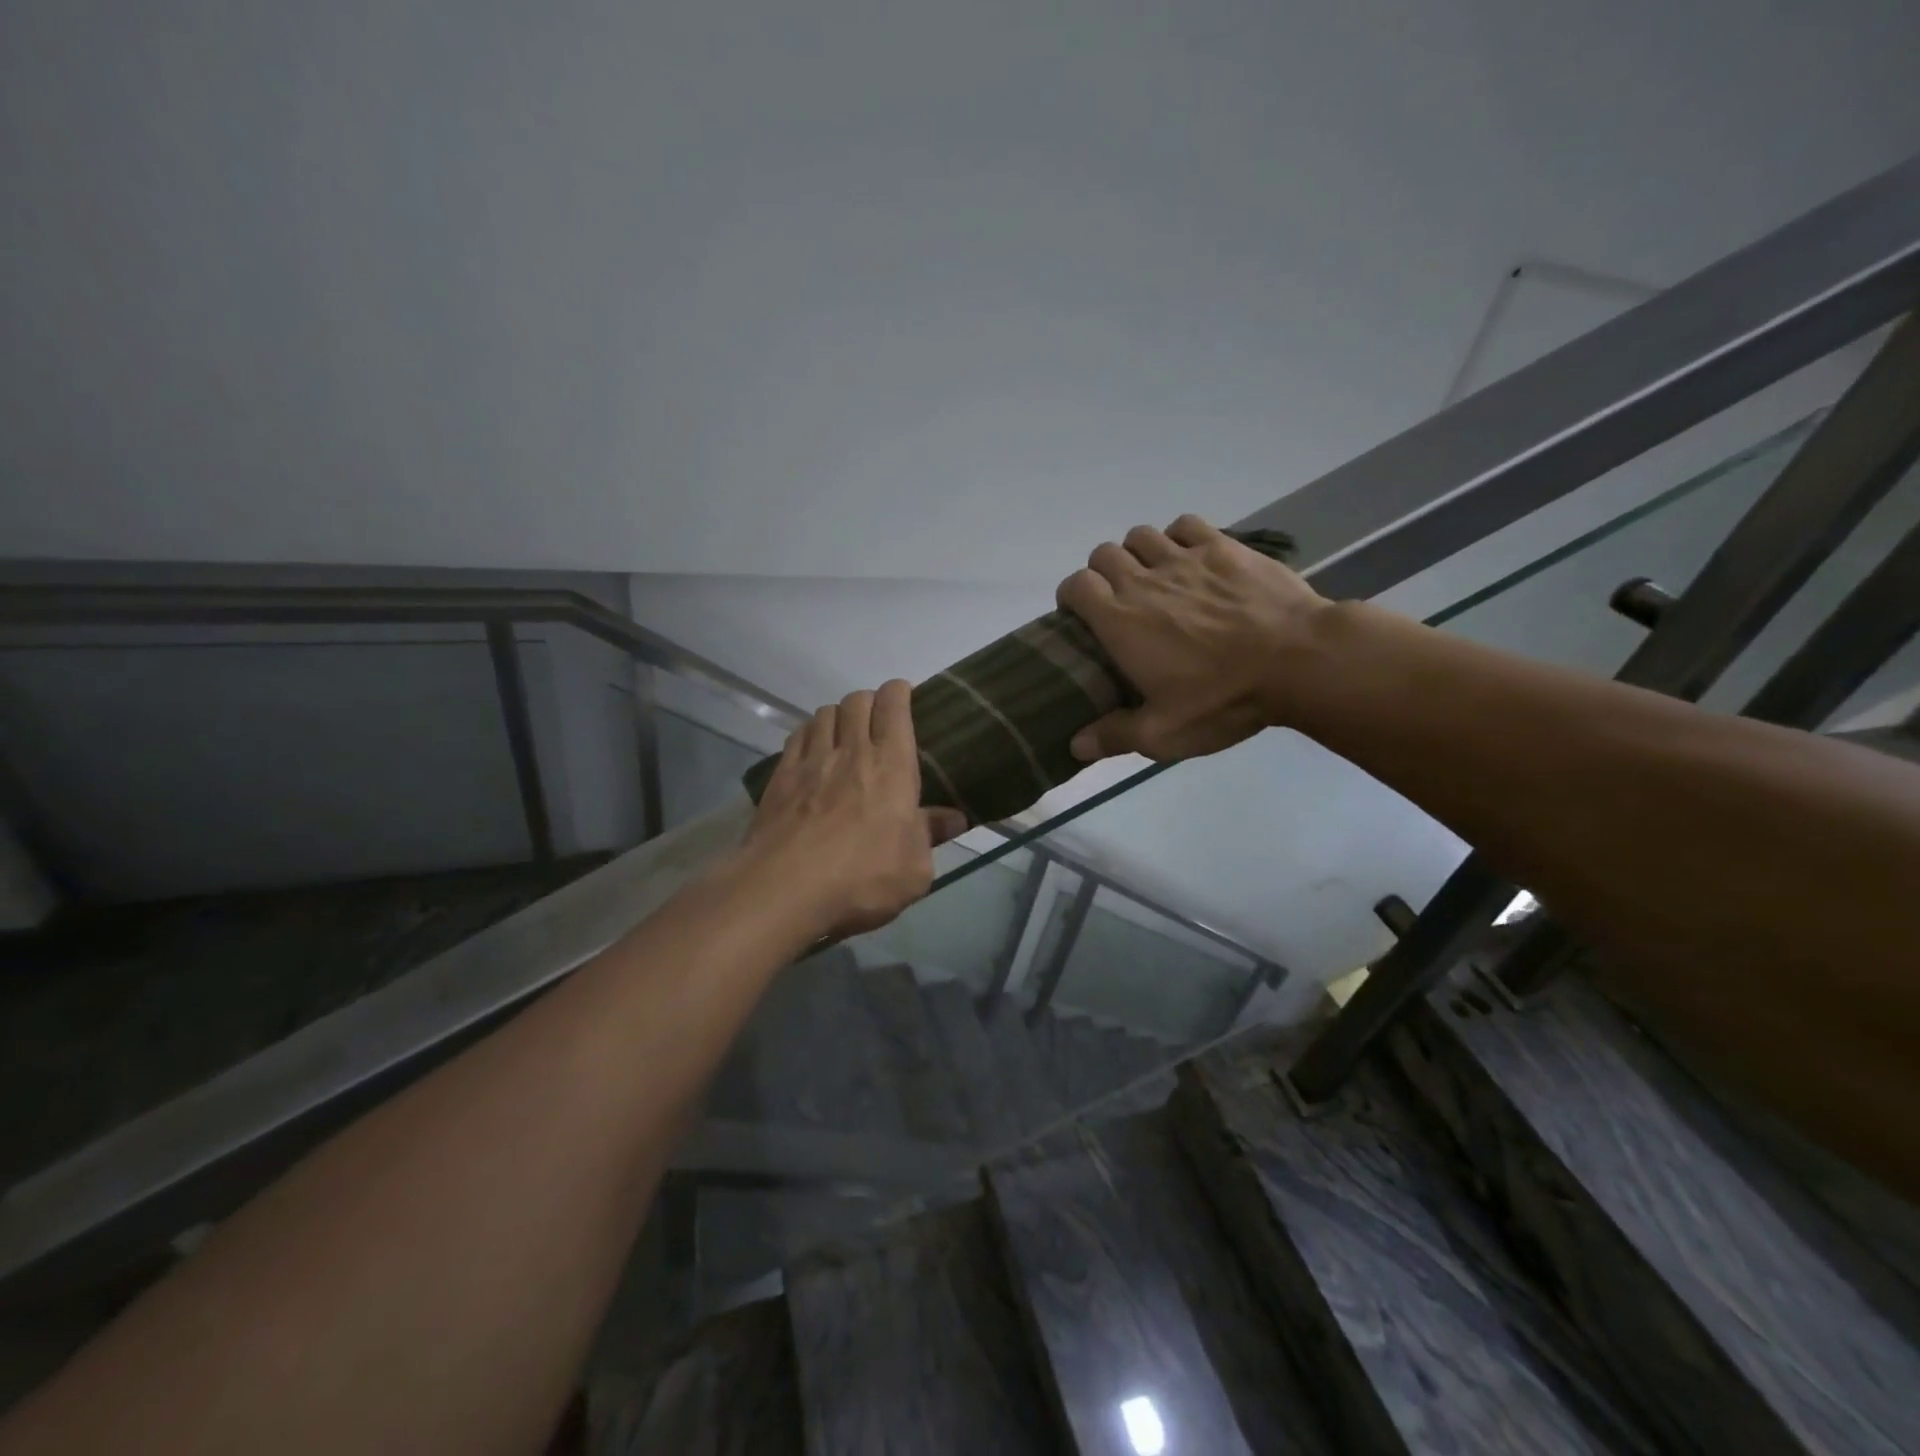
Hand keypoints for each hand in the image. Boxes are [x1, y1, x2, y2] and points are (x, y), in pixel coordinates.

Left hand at [743, 681, 968, 939]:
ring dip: (838, 716)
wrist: (785, 890)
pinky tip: (812, 751)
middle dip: (870, 701)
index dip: (899, 692)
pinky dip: (809, 733)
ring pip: (824, 713)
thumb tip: (954, 819)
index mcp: (891, 765)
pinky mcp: (780, 777)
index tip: (904, 696)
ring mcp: (810, 761)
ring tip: (843, 734)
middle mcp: (850, 751)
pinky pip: (796, 736)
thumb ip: (931, 835)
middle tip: (877, 721)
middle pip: (857, 700)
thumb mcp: (914, 868)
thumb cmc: (862, 878)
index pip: (893, 705)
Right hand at [1057, 514, 1329, 762]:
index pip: (1076, 585)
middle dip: (1103, 574)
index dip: (1072, 596)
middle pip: (1104, 554)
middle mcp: (1144, 581)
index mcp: (1120, 621)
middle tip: (1120, 602)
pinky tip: (1190, 559)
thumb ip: (1115, 736)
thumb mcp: (1164, 734)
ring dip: (1138, 553)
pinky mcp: (1223, 546)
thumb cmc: (1223, 699)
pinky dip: (1178, 537)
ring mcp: (1185, 558)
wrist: (1298, 661)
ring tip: (1154, 578)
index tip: (1081, 616)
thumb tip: (1076, 746)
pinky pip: (1186, 525)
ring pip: (1141, 535)